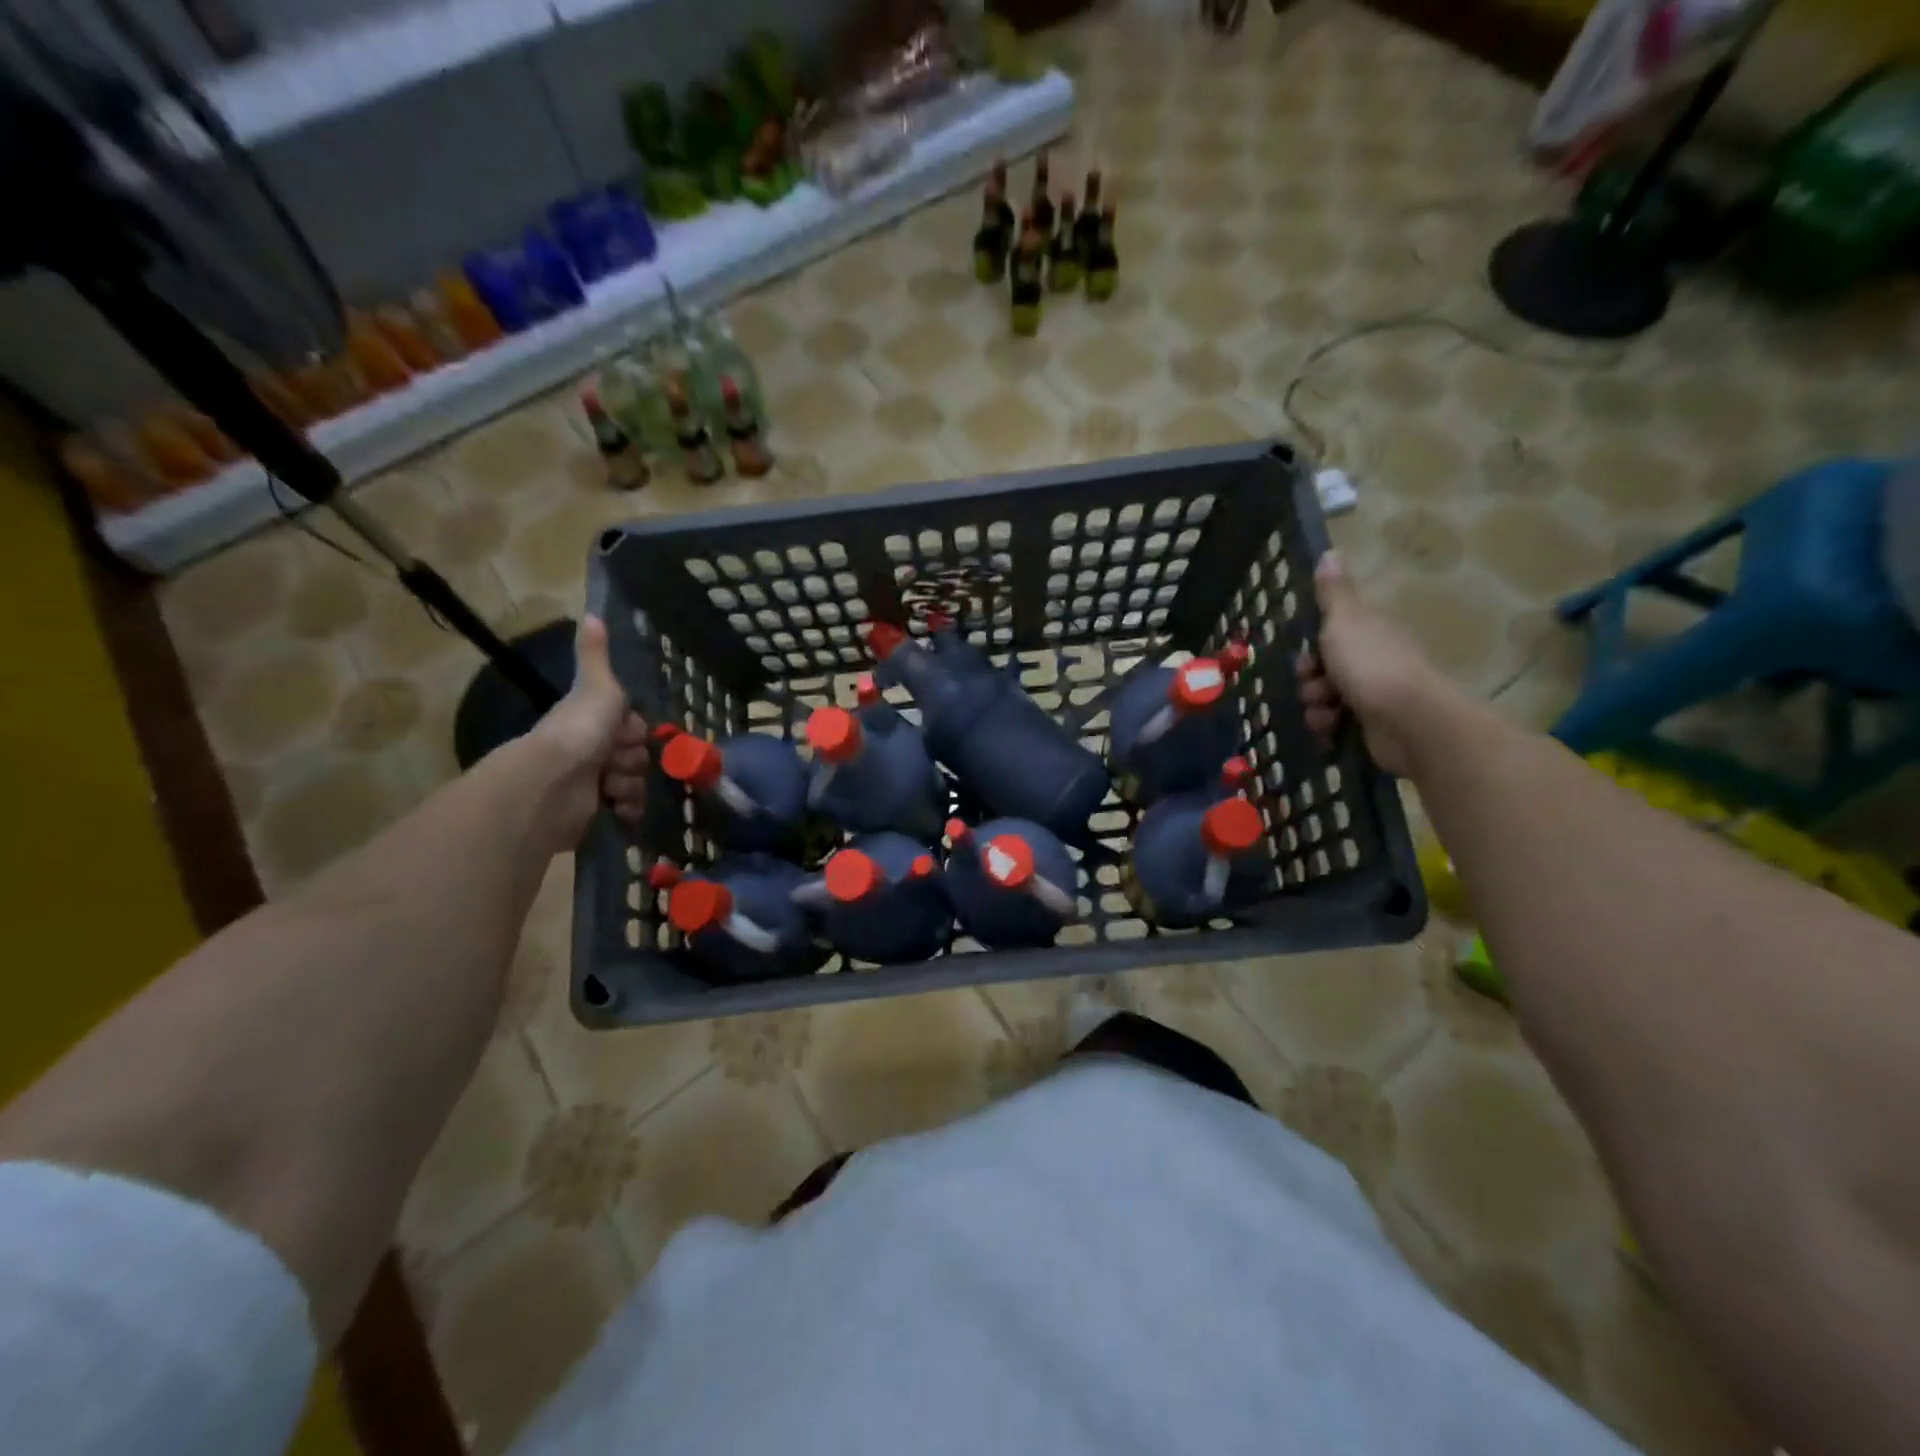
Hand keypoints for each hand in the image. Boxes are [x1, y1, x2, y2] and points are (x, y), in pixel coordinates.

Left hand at [529, 615, 648, 848]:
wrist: (553, 784)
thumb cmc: (579, 732)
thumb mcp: (596, 688)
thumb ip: (596, 656)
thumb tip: (591, 613)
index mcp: (591, 723)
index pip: (632, 728)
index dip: (634, 732)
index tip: (627, 734)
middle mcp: (591, 752)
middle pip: (636, 757)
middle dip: (632, 762)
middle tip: (615, 762)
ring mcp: (592, 784)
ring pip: (635, 783)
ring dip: (631, 786)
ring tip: (612, 789)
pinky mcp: (593, 813)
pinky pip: (628, 811)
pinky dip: (628, 810)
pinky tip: (619, 809)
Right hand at [1295, 552, 1453, 777]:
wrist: (1407, 721)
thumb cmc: (1371, 665)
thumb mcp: (1345, 621)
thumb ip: (1334, 593)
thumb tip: (1330, 552)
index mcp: (1369, 634)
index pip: (1330, 638)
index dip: (1311, 650)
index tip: (1306, 660)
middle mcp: (1374, 662)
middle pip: (1324, 670)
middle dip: (1310, 682)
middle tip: (1313, 686)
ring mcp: (1375, 697)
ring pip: (1326, 700)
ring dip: (1315, 707)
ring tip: (1324, 714)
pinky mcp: (1373, 727)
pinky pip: (1336, 726)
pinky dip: (1327, 729)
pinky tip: (1330, 730)